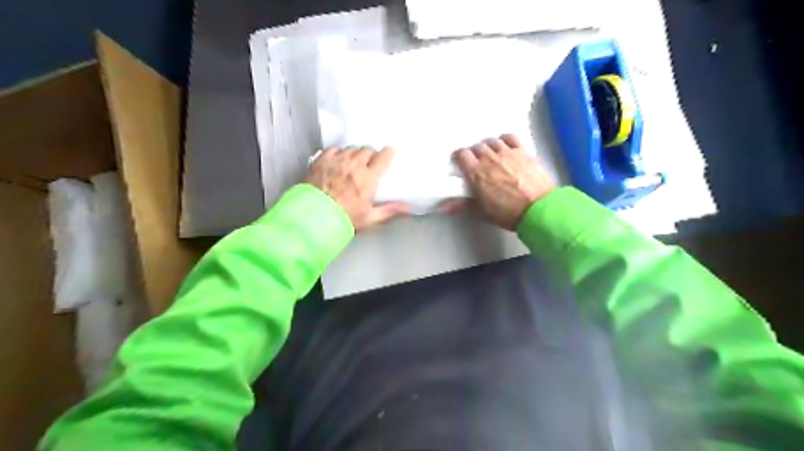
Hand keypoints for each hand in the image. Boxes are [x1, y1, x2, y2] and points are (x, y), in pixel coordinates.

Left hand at [305, 147, 410, 232]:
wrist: (312, 217)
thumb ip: (389, 209)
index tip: (388, 155)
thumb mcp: (369, 217)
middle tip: (369, 163)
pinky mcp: (321, 160)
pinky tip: (338, 159)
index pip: (383, 156)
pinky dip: (338, 152)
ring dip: (355, 153)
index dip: (388, 154)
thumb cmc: (344, 218)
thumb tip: (408, 207)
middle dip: (370, 154)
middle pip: (367, 150)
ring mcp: (337, 160)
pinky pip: (334, 148)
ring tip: (353, 161)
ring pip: (351, 148)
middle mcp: (354, 164)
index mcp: (368, 178)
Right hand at [454, 134, 556, 229]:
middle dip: (474, 153)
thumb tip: (444, 206)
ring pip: (492, 141)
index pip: (461, 155)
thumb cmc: (508, 213)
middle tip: (476, 162)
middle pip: (476, 147)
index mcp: (476, 173)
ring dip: (488, 146)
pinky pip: (510, 137)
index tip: (460, 162)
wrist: (538, 209)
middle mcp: (490, 158)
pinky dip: (505, 139)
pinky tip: (505, 146)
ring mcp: (507, 153)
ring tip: (491, 155)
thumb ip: (462, 205)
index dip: (459, 157)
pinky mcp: (523, 152)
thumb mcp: (482, 211)